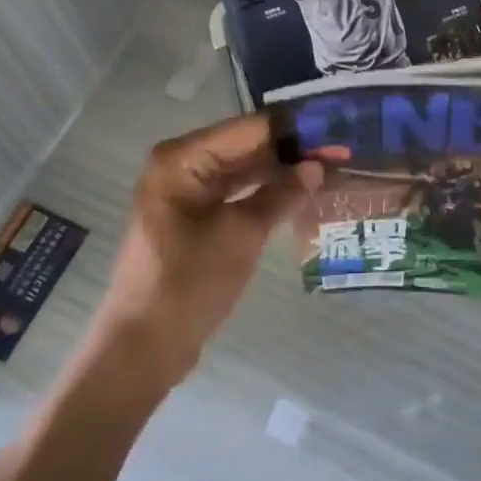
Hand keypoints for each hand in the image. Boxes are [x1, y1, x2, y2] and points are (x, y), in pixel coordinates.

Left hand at [92, 114, 333, 383]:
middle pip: (246, 145)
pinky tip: (299, 193)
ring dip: (280, 171)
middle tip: (339, 150)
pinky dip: (264, 192)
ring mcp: (186, 191)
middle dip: (290, 149)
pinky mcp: (194, 216)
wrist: (141, 352)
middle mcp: (181, 164)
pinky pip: (235, 192)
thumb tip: (317, 165)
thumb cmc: (187, 285)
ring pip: (243, 169)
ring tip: (328, 167)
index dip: (293, 129)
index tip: (334, 129)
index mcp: (183, 157)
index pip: (249, 128)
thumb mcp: (241, 235)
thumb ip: (281, 194)